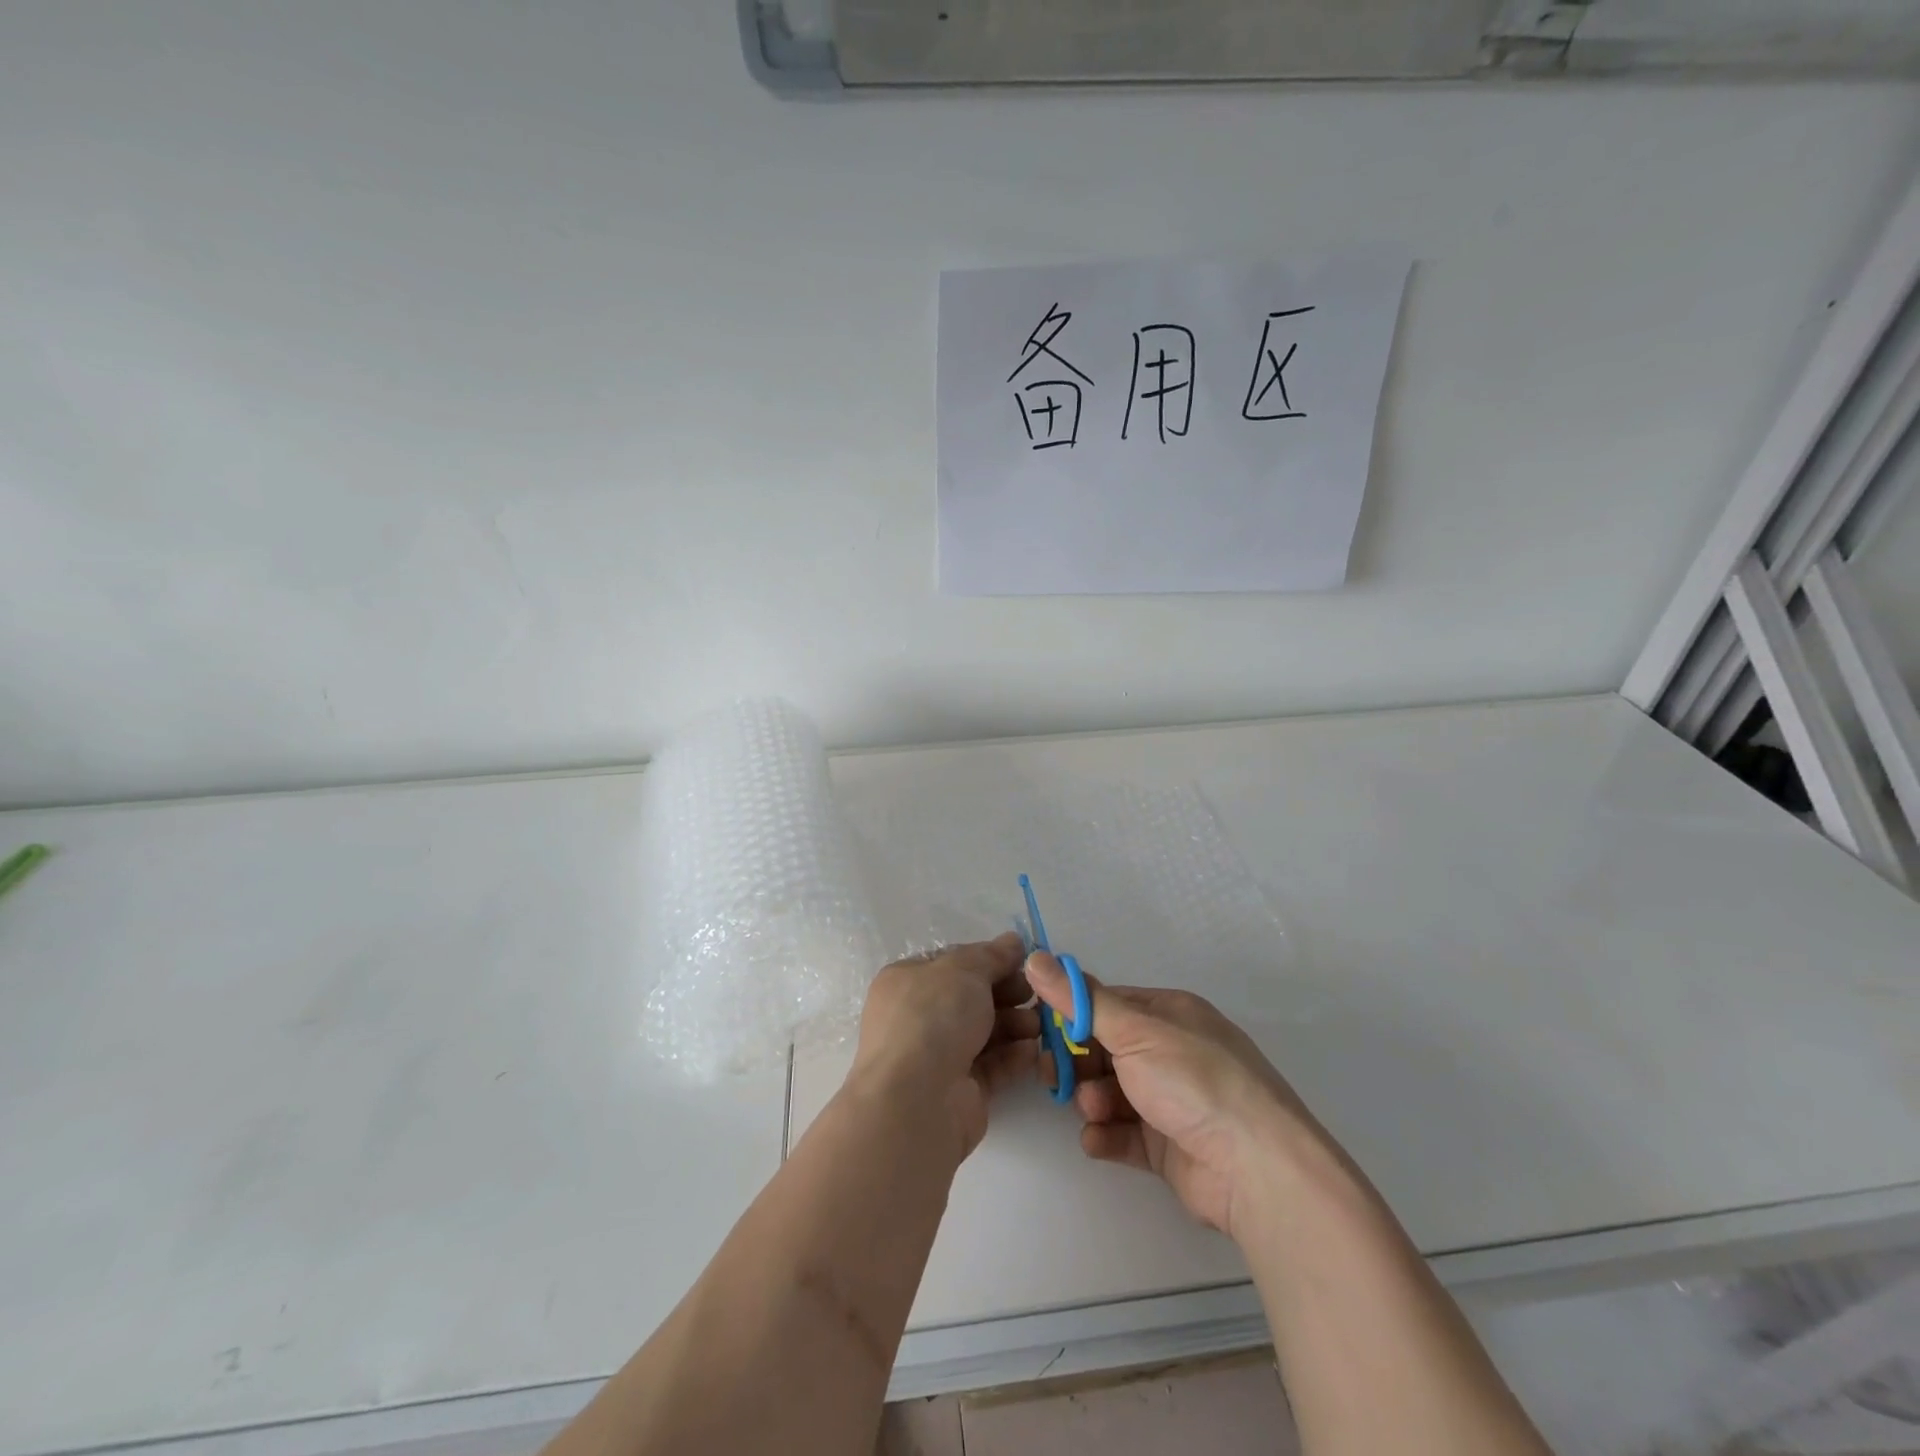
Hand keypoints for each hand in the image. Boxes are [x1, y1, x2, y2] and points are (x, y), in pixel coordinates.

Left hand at [850, 934, 1037, 1161]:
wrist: (917, 1100)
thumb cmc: (933, 1018)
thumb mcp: (964, 970)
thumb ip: (992, 955)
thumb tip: (1013, 941)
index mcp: (907, 981)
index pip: (952, 964)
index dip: (988, 961)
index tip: (1022, 963)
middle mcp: (917, 1017)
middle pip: (971, 999)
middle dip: (1007, 994)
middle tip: (1036, 994)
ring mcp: (936, 1057)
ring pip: (984, 1033)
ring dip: (1014, 1025)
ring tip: (1038, 1025)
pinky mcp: (959, 1091)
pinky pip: (991, 1066)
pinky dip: (1013, 1057)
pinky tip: (1033, 1051)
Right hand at [1027, 952, 1324, 1239]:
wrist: (1256, 1169)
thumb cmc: (1193, 1081)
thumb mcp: (1133, 1030)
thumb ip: (1081, 1000)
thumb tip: (1035, 957)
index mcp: (1170, 1013)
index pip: (1108, 1004)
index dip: (1073, 1016)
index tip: (1041, 1030)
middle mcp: (1172, 1052)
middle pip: (1107, 1050)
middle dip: (1079, 1063)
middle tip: (1055, 1077)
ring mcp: (1172, 1100)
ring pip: (1112, 1092)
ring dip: (1093, 1100)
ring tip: (1094, 1111)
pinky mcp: (1170, 1146)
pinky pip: (1125, 1133)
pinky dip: (1107, 1134)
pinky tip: (1097, 1140)